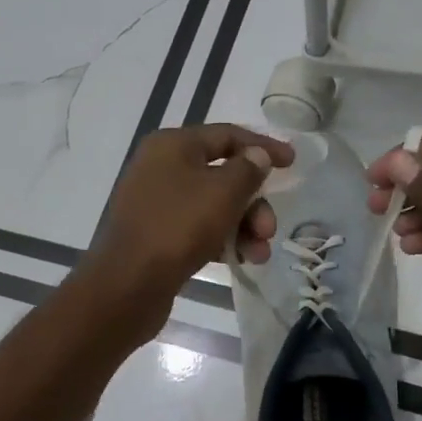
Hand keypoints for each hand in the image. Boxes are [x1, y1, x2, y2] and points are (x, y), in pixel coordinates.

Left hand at [75, 123, 294, 343]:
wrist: (128, 285)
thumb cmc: (178, 227)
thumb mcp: (223, 192)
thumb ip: (247, 169)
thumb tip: (255, 156)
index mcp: (172, 145)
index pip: (226, 135)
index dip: (262, 146)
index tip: (293, 163)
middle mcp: (160, 168)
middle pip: (222, 175)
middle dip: (253, 203)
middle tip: (269, 229)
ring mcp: (156, 203)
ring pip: (213, 206)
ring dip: (243, 227)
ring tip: (259, 253)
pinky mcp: (157, 235)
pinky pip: (198, 228)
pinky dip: (222, 240)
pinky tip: (240, 260)